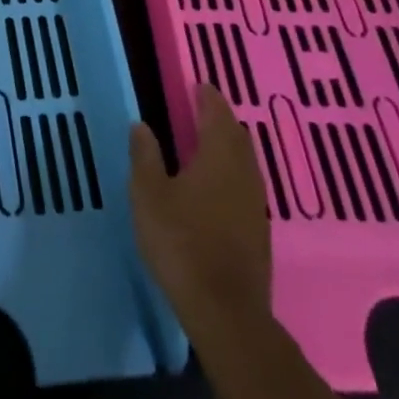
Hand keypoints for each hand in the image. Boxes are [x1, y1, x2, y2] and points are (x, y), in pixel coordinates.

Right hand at [129, 84, 272, 345]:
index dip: (209, 98)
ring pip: (245, 162)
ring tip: (209, 143)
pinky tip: (218, 186)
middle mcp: (243, 174)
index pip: (217, 115)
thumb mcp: (148, 195)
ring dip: (229, 147)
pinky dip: (233, 173)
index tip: (199, 86)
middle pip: (237, 136)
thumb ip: (145, 156)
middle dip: (222, 120)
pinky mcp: (258, 233)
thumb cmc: (181, 243)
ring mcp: (255, 205)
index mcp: (218, 157)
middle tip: (203, 109)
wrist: (226, 313)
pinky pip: (246, 186)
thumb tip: (141, 124)